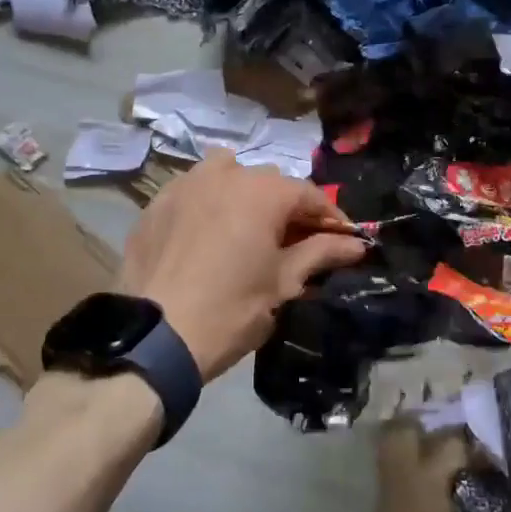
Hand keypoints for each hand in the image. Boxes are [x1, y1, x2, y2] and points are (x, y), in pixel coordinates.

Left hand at [118, 150, 366, 379]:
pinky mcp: (158, 202)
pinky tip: (207, 233)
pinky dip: (209, 203)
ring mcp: (187, 183)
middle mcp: (227, 174)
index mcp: (263, 191)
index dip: (330, 217)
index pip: (309, 194)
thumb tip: (356, 244)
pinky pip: (194, 190)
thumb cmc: (230, 310)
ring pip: (228, 174)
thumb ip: (321, 253)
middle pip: (270, 183)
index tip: (342, 240)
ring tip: (247, 229)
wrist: (154, 338)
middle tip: (294, 242)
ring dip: (245, 194)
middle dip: (287, 208)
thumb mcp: (283, 283)